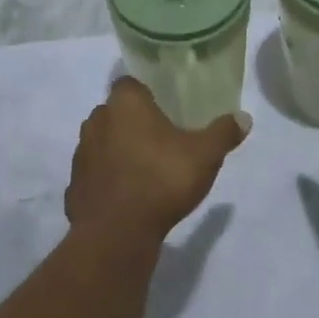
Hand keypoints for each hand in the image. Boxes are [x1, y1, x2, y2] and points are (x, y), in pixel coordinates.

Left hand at [66, 78, 250, 242]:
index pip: (130, 84)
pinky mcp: (74, 185)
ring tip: (144, 168)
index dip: (146, 94)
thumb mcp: (205, 155)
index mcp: (125, 103)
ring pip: (102, 142)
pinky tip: (126, 196)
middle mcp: (97, 119)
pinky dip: (107, 180)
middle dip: (133, 123)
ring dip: (118, 150)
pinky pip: (94, 175)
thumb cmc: (161, 179)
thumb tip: (244, 117)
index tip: (164, 108)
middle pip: (115, 112)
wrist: (117, 233)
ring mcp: (81, 153)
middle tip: (160, 140)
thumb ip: (223, 133)